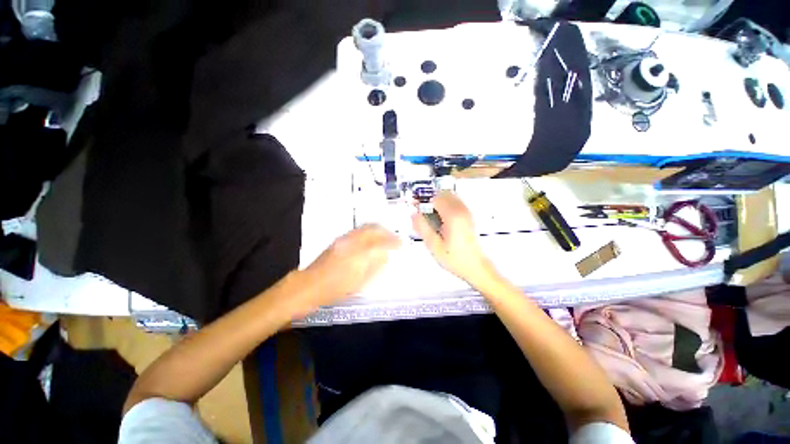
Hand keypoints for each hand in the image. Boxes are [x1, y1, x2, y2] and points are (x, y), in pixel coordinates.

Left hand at [300, 224, 400, 307]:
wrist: (310, 285)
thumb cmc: (336, 288)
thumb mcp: (360, 282)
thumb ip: (375, 267)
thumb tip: (385, 255)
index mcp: (359, 254)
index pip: (381, 242)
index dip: (393, 242)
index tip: (401, 244)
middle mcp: (352, 242)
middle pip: (373, 228)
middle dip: (386, 231)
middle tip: (394, 238)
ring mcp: (344, 239)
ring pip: (365, 227)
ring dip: (378, 230)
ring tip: (385, 237)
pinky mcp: (339, 239)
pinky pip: (358, 230)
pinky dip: (368, 231)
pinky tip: (371, 239)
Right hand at [412, 191, 493, 285]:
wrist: (476, 267)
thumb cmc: (454, 258)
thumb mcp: (434, 245)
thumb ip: (423, 227)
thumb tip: (414, 213)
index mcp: (452, 216)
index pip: (435, 198)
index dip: (423, 201)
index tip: (415, 207)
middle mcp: (461, 210)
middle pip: (443, 194)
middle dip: (431, 200)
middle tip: (422, 212)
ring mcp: (467, 212)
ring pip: (450, 197)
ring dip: (439, 202)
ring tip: (431, 216)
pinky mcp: (469, 216)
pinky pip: (456, 203)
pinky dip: (446, 206)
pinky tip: (441, 220)